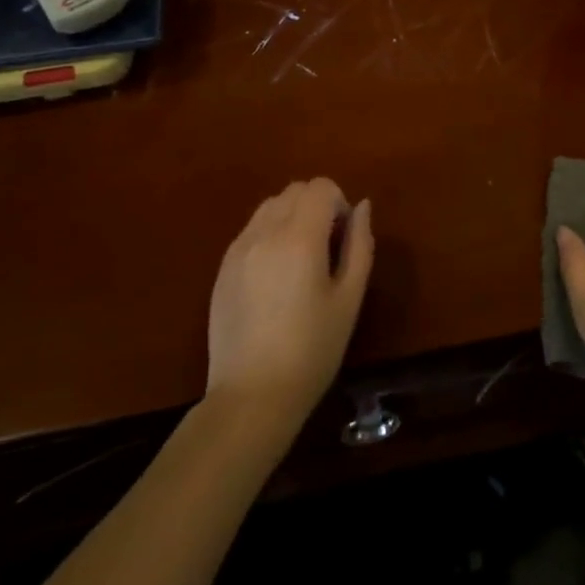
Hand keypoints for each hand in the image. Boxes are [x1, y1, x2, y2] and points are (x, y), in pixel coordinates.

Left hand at [206, 178, 373, 431]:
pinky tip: (276, 277)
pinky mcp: (222, 267)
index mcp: (299, 237)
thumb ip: (360, 245)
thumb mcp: (349, 299)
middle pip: (295, 190)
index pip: (321, 187)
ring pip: (270, 205)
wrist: (251, 397)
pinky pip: (251, 229)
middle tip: (327, 249)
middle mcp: (265, 232)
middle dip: (317, 206)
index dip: (339, 204)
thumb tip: (362, 207)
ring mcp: (238, 248)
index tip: (343, 239)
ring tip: (300, 260)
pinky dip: (269, 234)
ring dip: (291, 216)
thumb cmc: (312, 350)